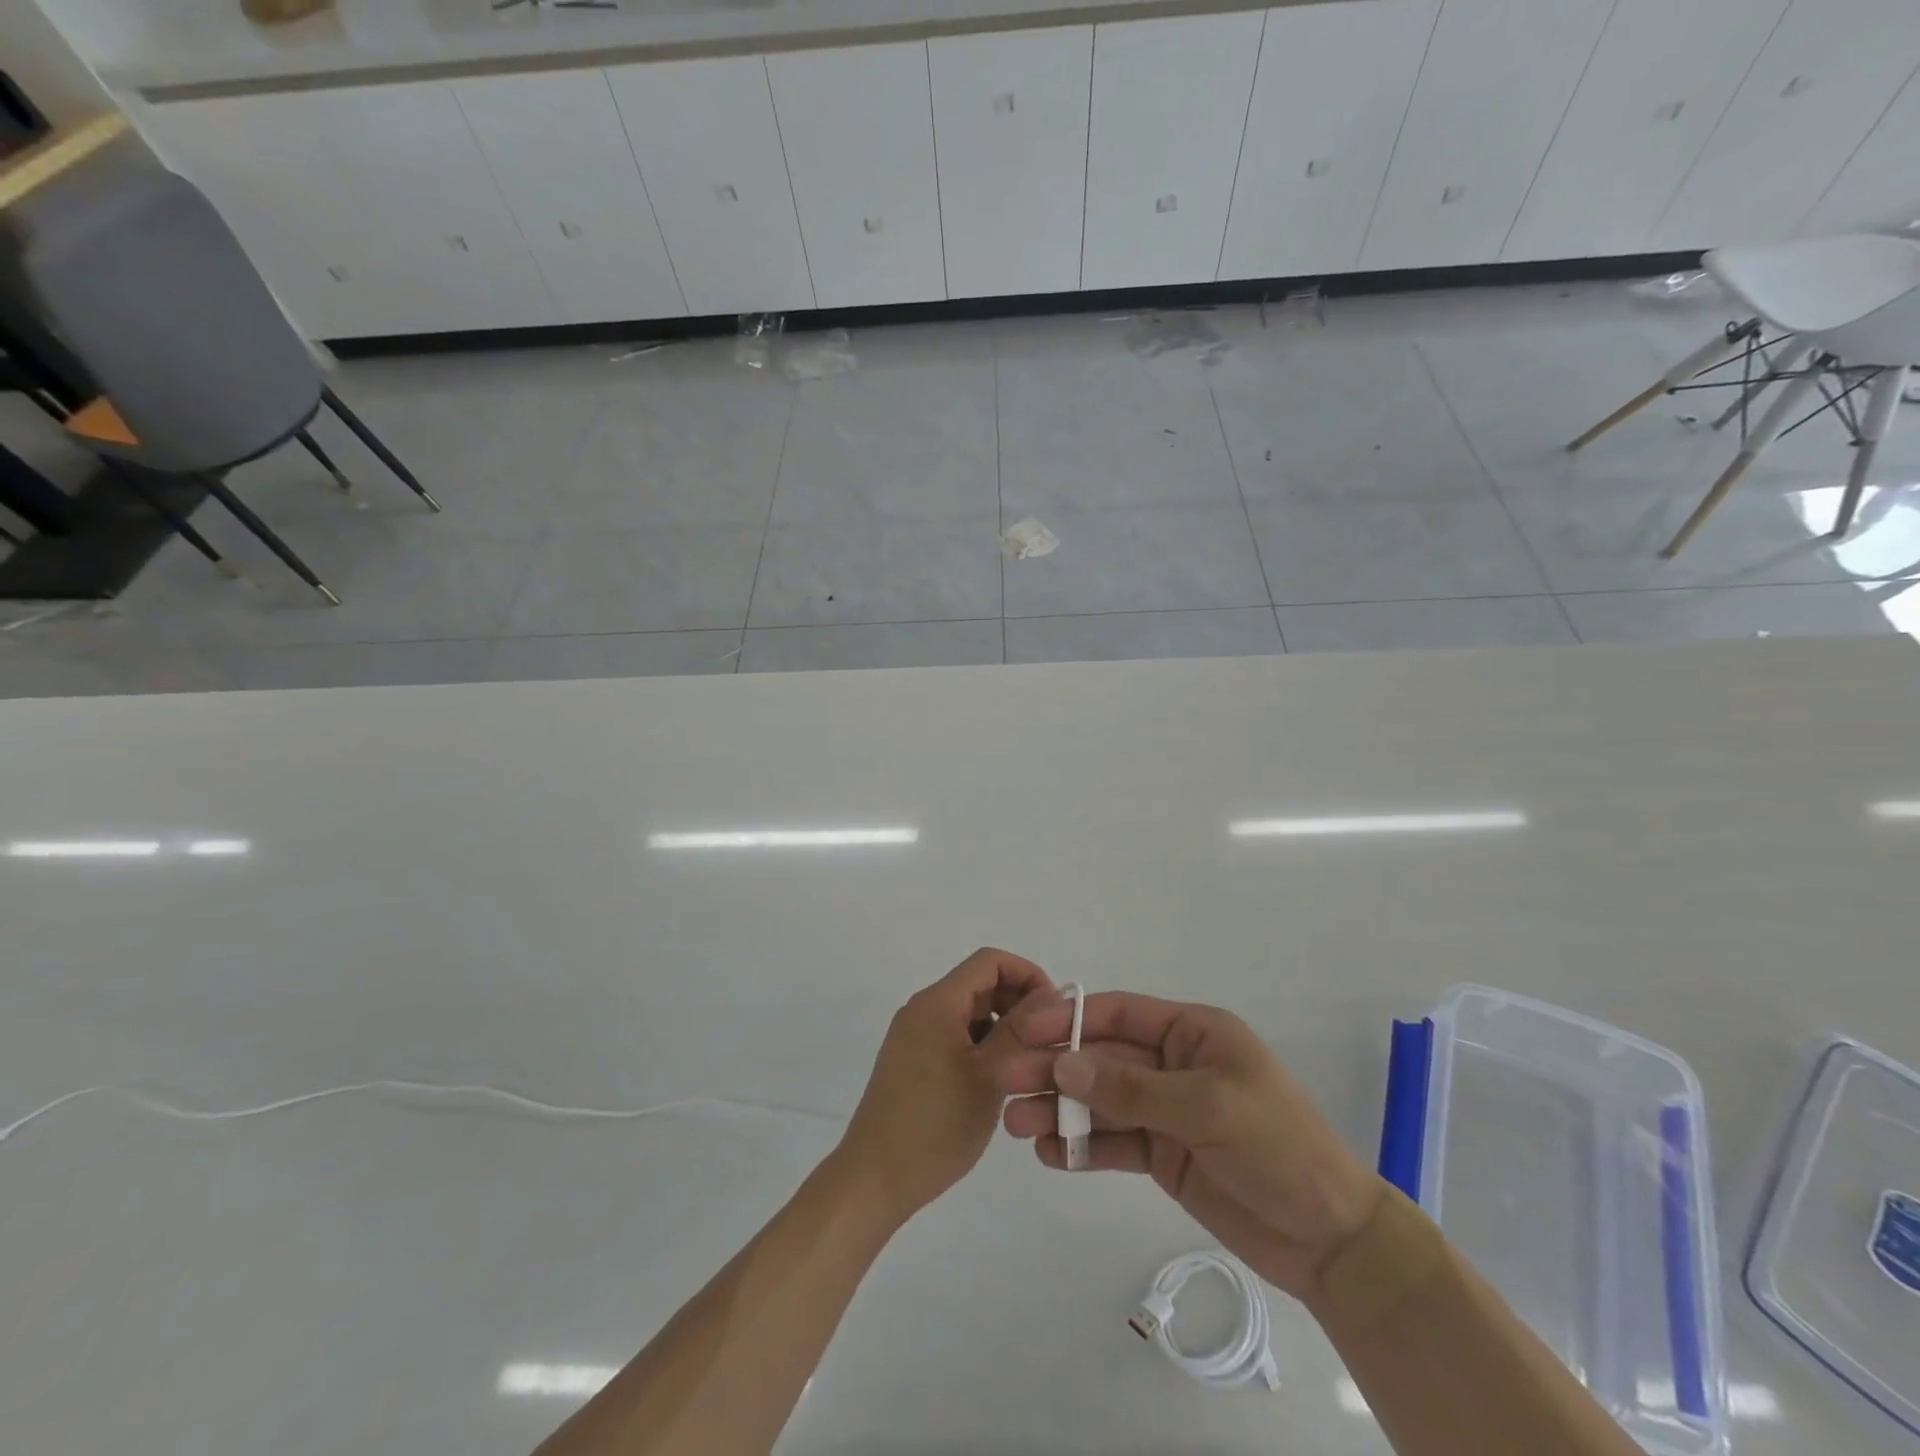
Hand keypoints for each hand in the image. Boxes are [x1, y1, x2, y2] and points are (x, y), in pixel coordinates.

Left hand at [836, 948, 1055, 1225]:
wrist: (874, 1179)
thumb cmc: (936, 1125)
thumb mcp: (989, 1075)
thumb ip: (1019, 1030)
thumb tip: (1047, 994)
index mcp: (937, 1002)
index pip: (989, 961)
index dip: (1027, 974)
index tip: (1054, 1010)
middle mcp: (923, 1009)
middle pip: (979, 984)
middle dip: (1018, 1002)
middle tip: (1047, 1040)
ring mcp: (915, 1035)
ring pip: (969, 1013)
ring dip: (1002, 1027)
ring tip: (1029, 1064)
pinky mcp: (912, 1060)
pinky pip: (955, 1035)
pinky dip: (982, 1045)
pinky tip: (1001, 1080)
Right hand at [999, 992, 1385, 1299]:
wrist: (1329, 1238)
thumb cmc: (1277, 1148)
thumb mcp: (1208, 1108)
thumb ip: (1133, 1088)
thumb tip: (1064, 1064)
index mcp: (1192, 1033)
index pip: (1120, 1015)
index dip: (1071, 1019)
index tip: (1025, 1030)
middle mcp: (1173, 1064)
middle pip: (1102, 1059)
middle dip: (1055, 1069)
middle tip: (1006, 1083)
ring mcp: (1166, 1111)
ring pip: (1101, 1102)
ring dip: (1059, 1110)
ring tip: (1016, 1125)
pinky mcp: (1163, 1155)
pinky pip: (1114, 1143)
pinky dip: (1082, 1147)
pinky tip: (1051, 1154)